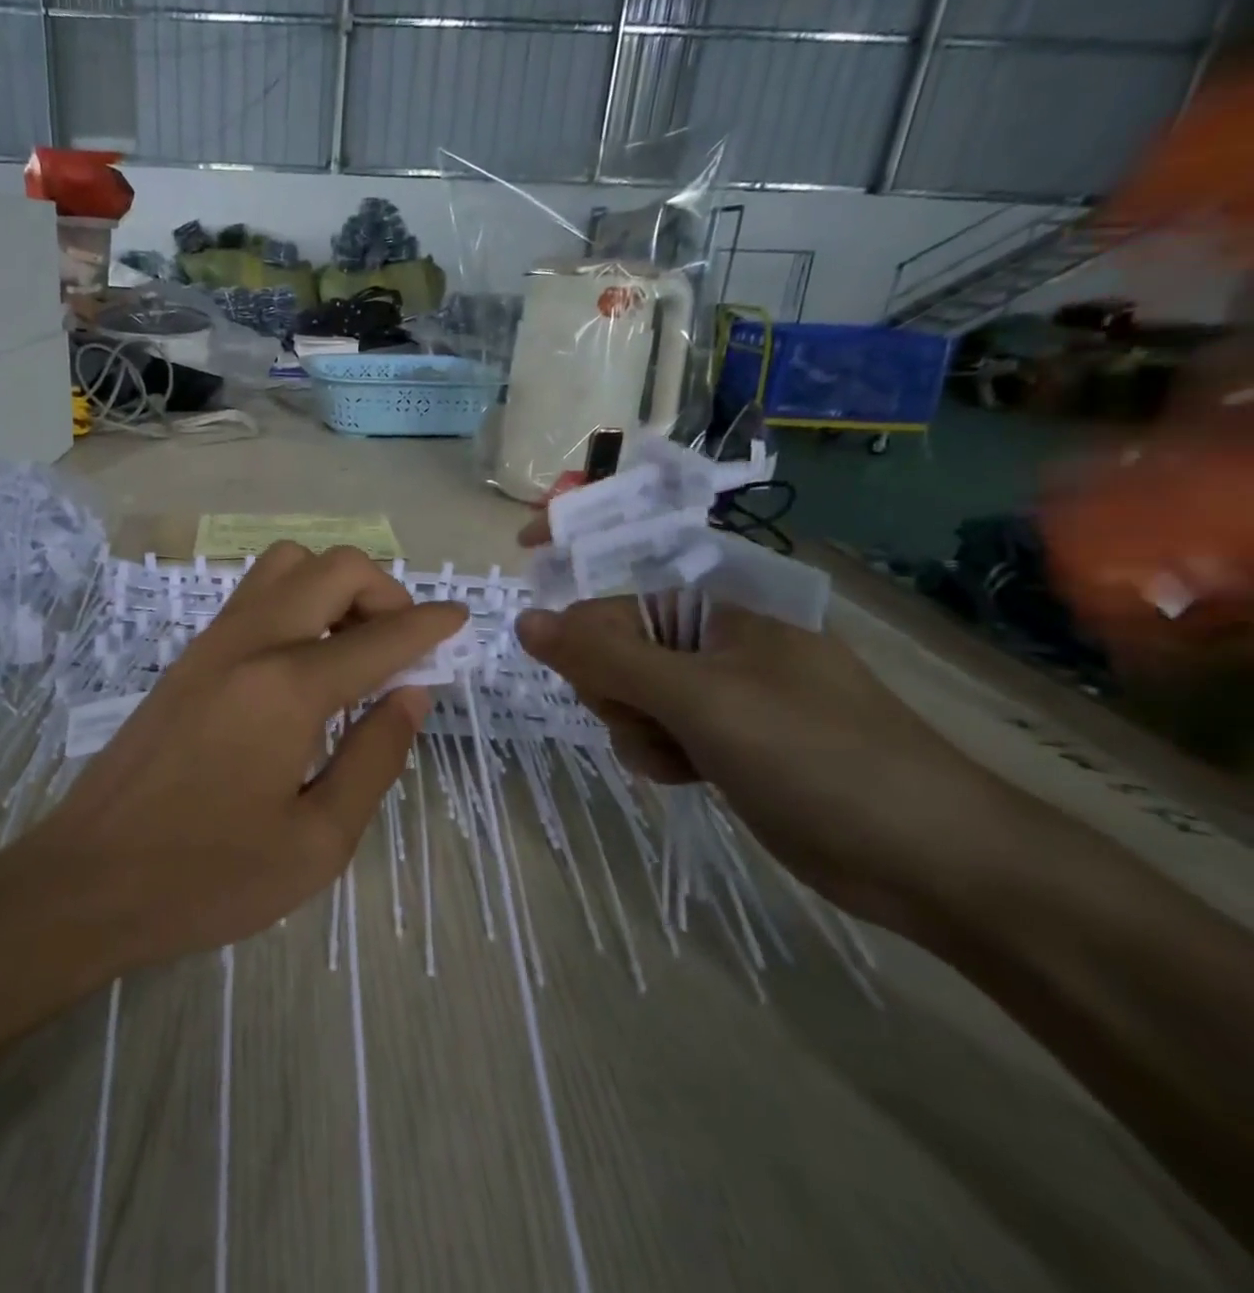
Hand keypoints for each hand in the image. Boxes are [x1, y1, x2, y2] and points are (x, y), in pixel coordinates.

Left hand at [13, 543, 466, 973]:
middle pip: (333, 568)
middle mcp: (250, 643)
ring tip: (352, 648)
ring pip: (286, 565)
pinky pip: (254, 595)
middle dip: (384, 592)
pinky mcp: (188, 657)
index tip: (461, 621)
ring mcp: (211, 643)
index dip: (430, 625)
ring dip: (334, 587)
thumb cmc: (208, 877)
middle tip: (401, 647)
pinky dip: (296, 602)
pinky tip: (304, 663)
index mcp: (288, 688)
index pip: (380, 636)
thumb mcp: (317, 841)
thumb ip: (375, 758)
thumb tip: (411, 694)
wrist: (88, 879)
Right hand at [514, 592, 1055, 939]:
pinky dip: (661, 754)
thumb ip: (606, 658)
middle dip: (614, 690)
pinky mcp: (731, 744)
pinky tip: (688, 776)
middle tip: (647, 717)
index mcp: (719, 612)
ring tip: (679, 755)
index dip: (575, 621)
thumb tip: (526, 620)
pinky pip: (662, 734)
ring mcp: (725, 696)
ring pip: (634, 700)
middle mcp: (717, 646)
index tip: (544, 642)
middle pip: (617, 652)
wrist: (933, 859)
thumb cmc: (815, 756)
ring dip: (638, 730)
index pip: (614, 601)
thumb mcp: (699, 698)